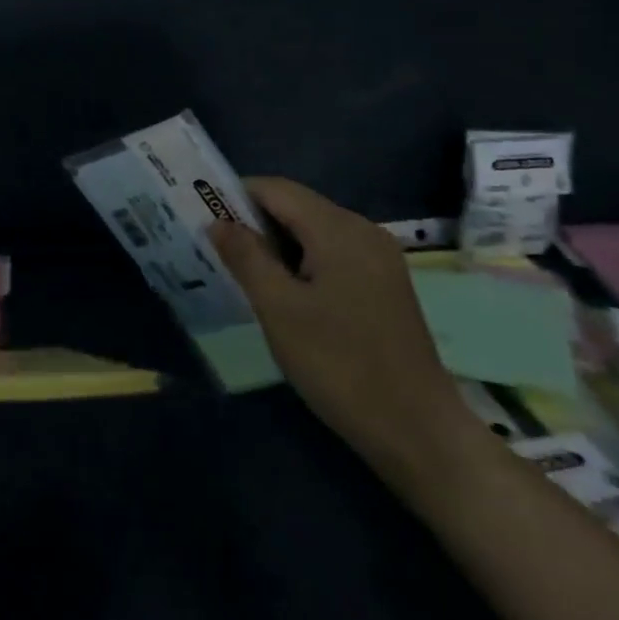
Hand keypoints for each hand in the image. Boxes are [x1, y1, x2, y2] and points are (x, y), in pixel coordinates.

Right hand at [209, 177, 473, 476]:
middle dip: (253, 221)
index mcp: (339, 229)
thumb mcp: (279, 309)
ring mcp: (378, 258)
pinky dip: (300, 260)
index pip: (276, 189)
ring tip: (239, 270)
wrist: (417, 430)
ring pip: (313, 231)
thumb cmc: (340, 365)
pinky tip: (281, 291)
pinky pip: (331, 253)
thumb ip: (246, 257)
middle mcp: (363, 231)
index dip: (234, 195)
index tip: (201, 216)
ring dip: (274, 243)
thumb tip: (217, 222)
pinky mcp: (383, 284)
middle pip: (296, 206)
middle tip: (214, 247)